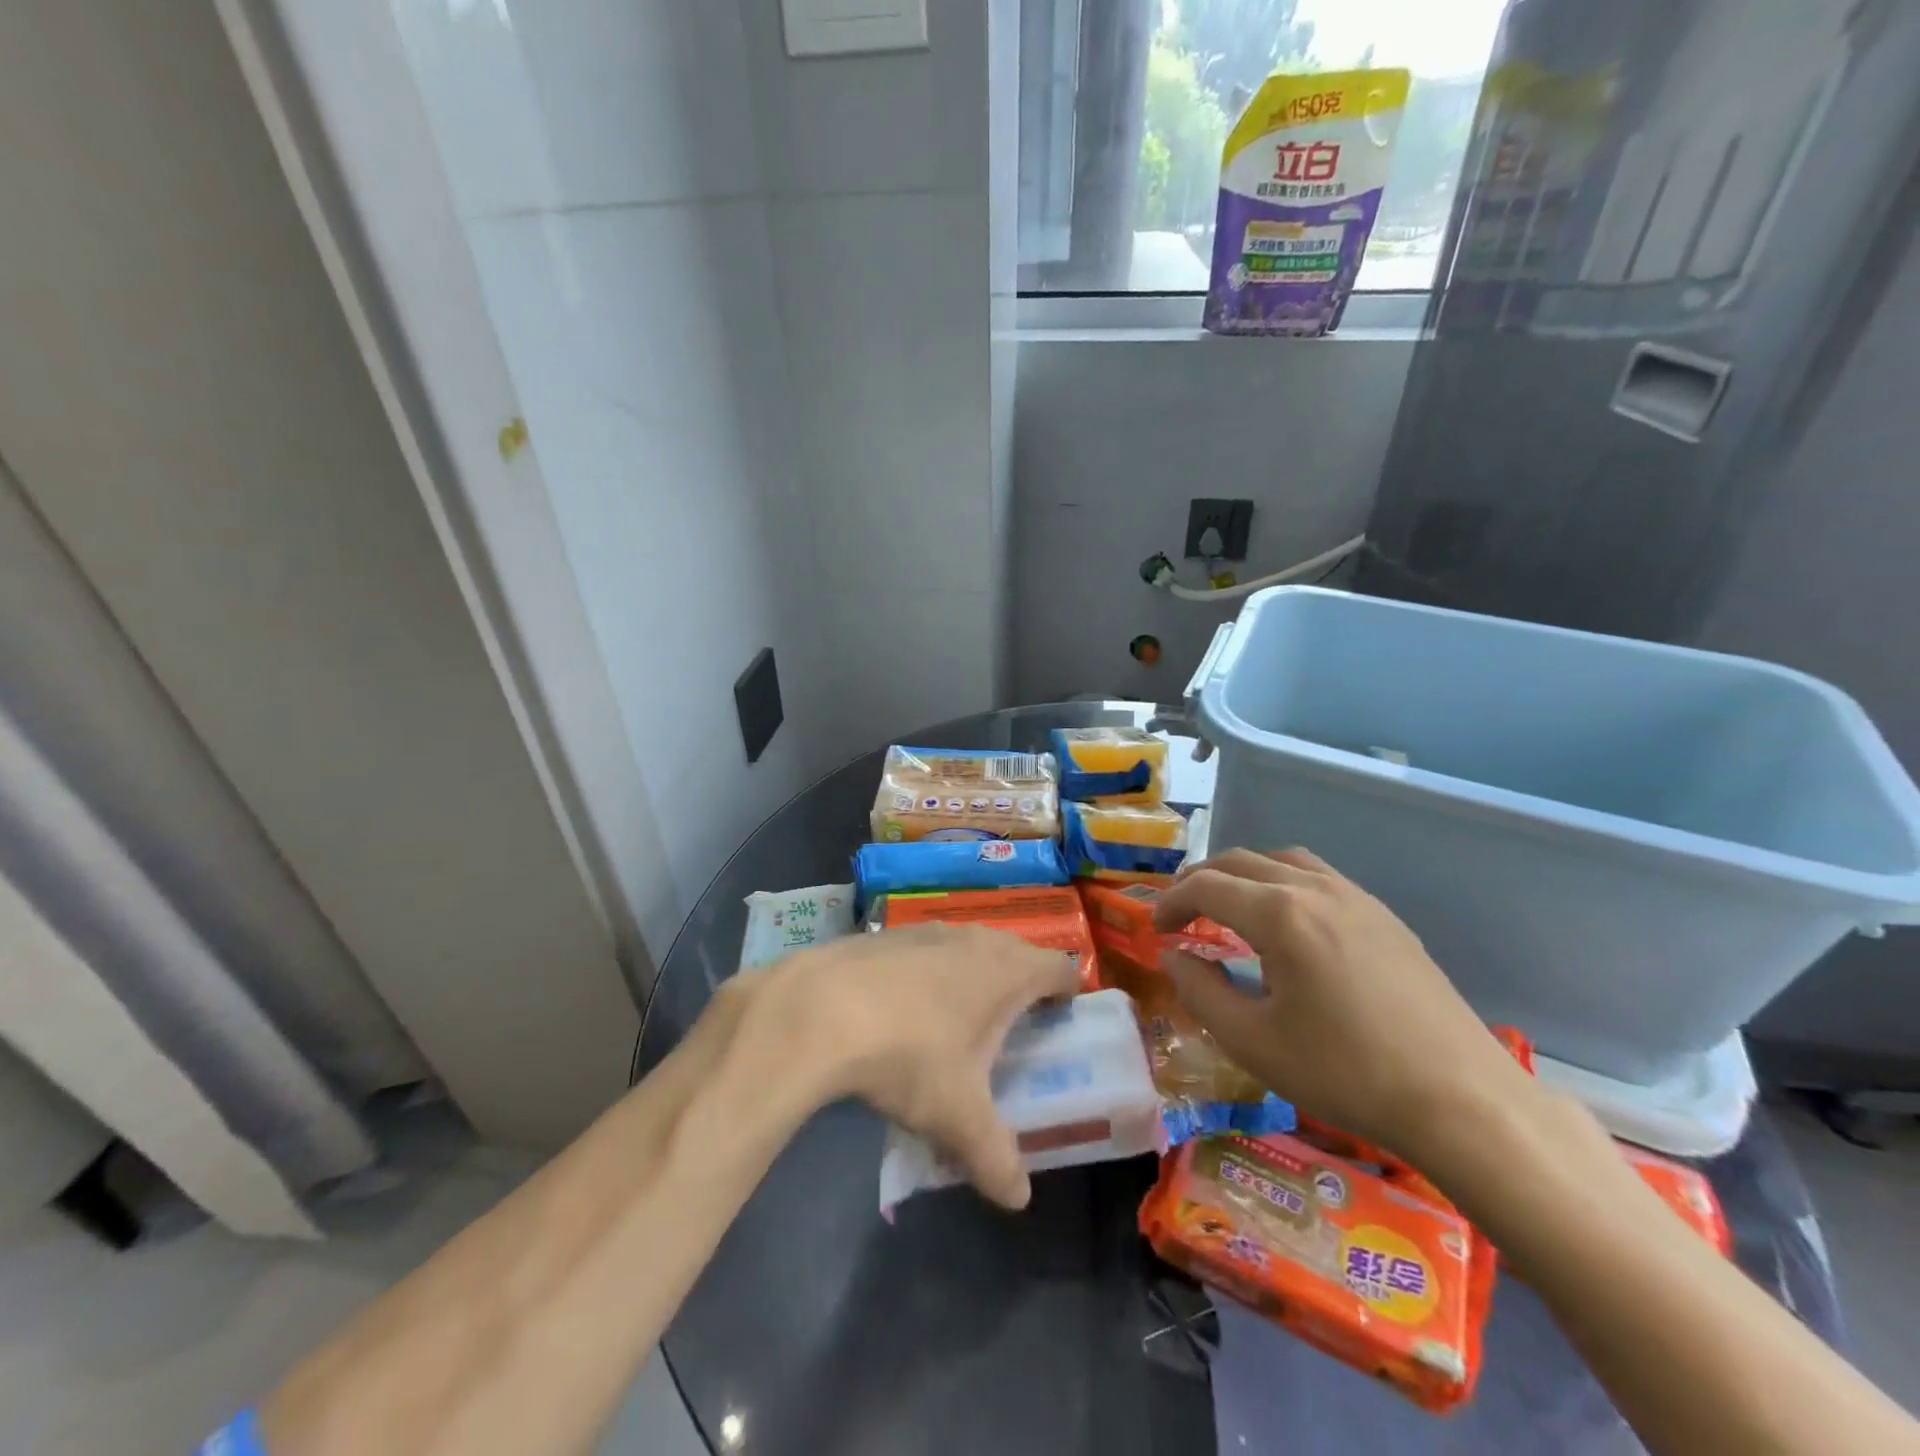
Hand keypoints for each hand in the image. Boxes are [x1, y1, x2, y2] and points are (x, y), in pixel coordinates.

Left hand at [740, 926, 1077, 1208]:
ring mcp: (926, 931)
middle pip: (1015, 952)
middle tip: (1015, 1028)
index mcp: (1006, 971)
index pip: (1060, 967)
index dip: (1068, 991)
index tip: (1064, 1018)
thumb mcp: (958, 1119)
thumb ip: (996, 1160)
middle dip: (1021, 985)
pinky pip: (925, 950)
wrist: (818, 1010)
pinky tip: (904, 1009)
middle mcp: (973, 939)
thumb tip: (1018, 1199)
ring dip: (972, 976)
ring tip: (961, 1020)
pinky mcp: (885, 935)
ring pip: (967, 947)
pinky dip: (928, 973)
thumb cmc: (909, 1055)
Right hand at [1153, 848, 1531, 1164]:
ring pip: (1283, 860)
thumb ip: (1200, 990)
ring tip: (1228, 906)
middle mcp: (1316, 889)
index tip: (1155, 928)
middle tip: (1180, 911)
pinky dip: (1283, 883)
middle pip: (1242, 861)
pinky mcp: (1385, 918)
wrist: (1462, 1101)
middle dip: (1201, 880)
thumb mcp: (1252, 1041)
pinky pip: (1320, 877)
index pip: (1207, 886)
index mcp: (1280, 914)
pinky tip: (1286, 924)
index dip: (1172, 902)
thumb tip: (1175, 955)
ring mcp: (1357, 898)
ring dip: (1244, 874)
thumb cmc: (1345, 1072)